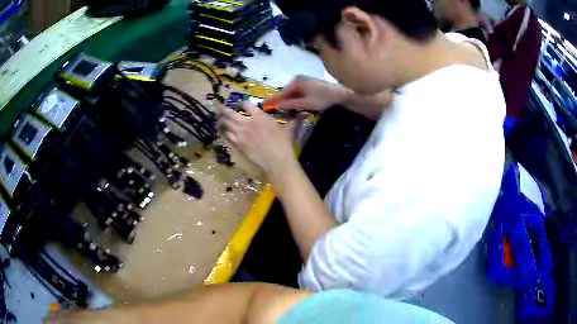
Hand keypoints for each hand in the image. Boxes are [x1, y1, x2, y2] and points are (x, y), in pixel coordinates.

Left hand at [218, 103, 298, 182]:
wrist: (277, 161)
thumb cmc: (284, 144)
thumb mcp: (289, 129)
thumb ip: (294, 120)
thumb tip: (304, 114)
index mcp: (259, 116)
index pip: (246, 105)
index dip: (242, 103)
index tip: (241, 105)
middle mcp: (247, 122)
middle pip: (230, 113)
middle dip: (223, 109)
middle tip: (218, 107)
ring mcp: (241, 134)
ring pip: (227, 124)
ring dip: (222, 121)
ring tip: (219, 118)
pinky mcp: (238, 145)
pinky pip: (228, 137)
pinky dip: (225, 133)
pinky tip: (224, 132)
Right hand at [265, 76, 347, 111]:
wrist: (339, 94)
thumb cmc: (322, 98)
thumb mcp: (305, 103)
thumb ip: (291, 104)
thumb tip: (278, 106)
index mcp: (296, 82)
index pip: (281, 92)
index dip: (274, 99)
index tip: (265, 104)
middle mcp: (298, 79)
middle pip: (286, 92)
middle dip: (281, 101)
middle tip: (274, 110)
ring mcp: (304, 81)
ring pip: (292, 93)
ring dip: (289, 101)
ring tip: (283, 110)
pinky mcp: (309, 84)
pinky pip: (298, 92)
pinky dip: (295, 98)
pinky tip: (294, 105)